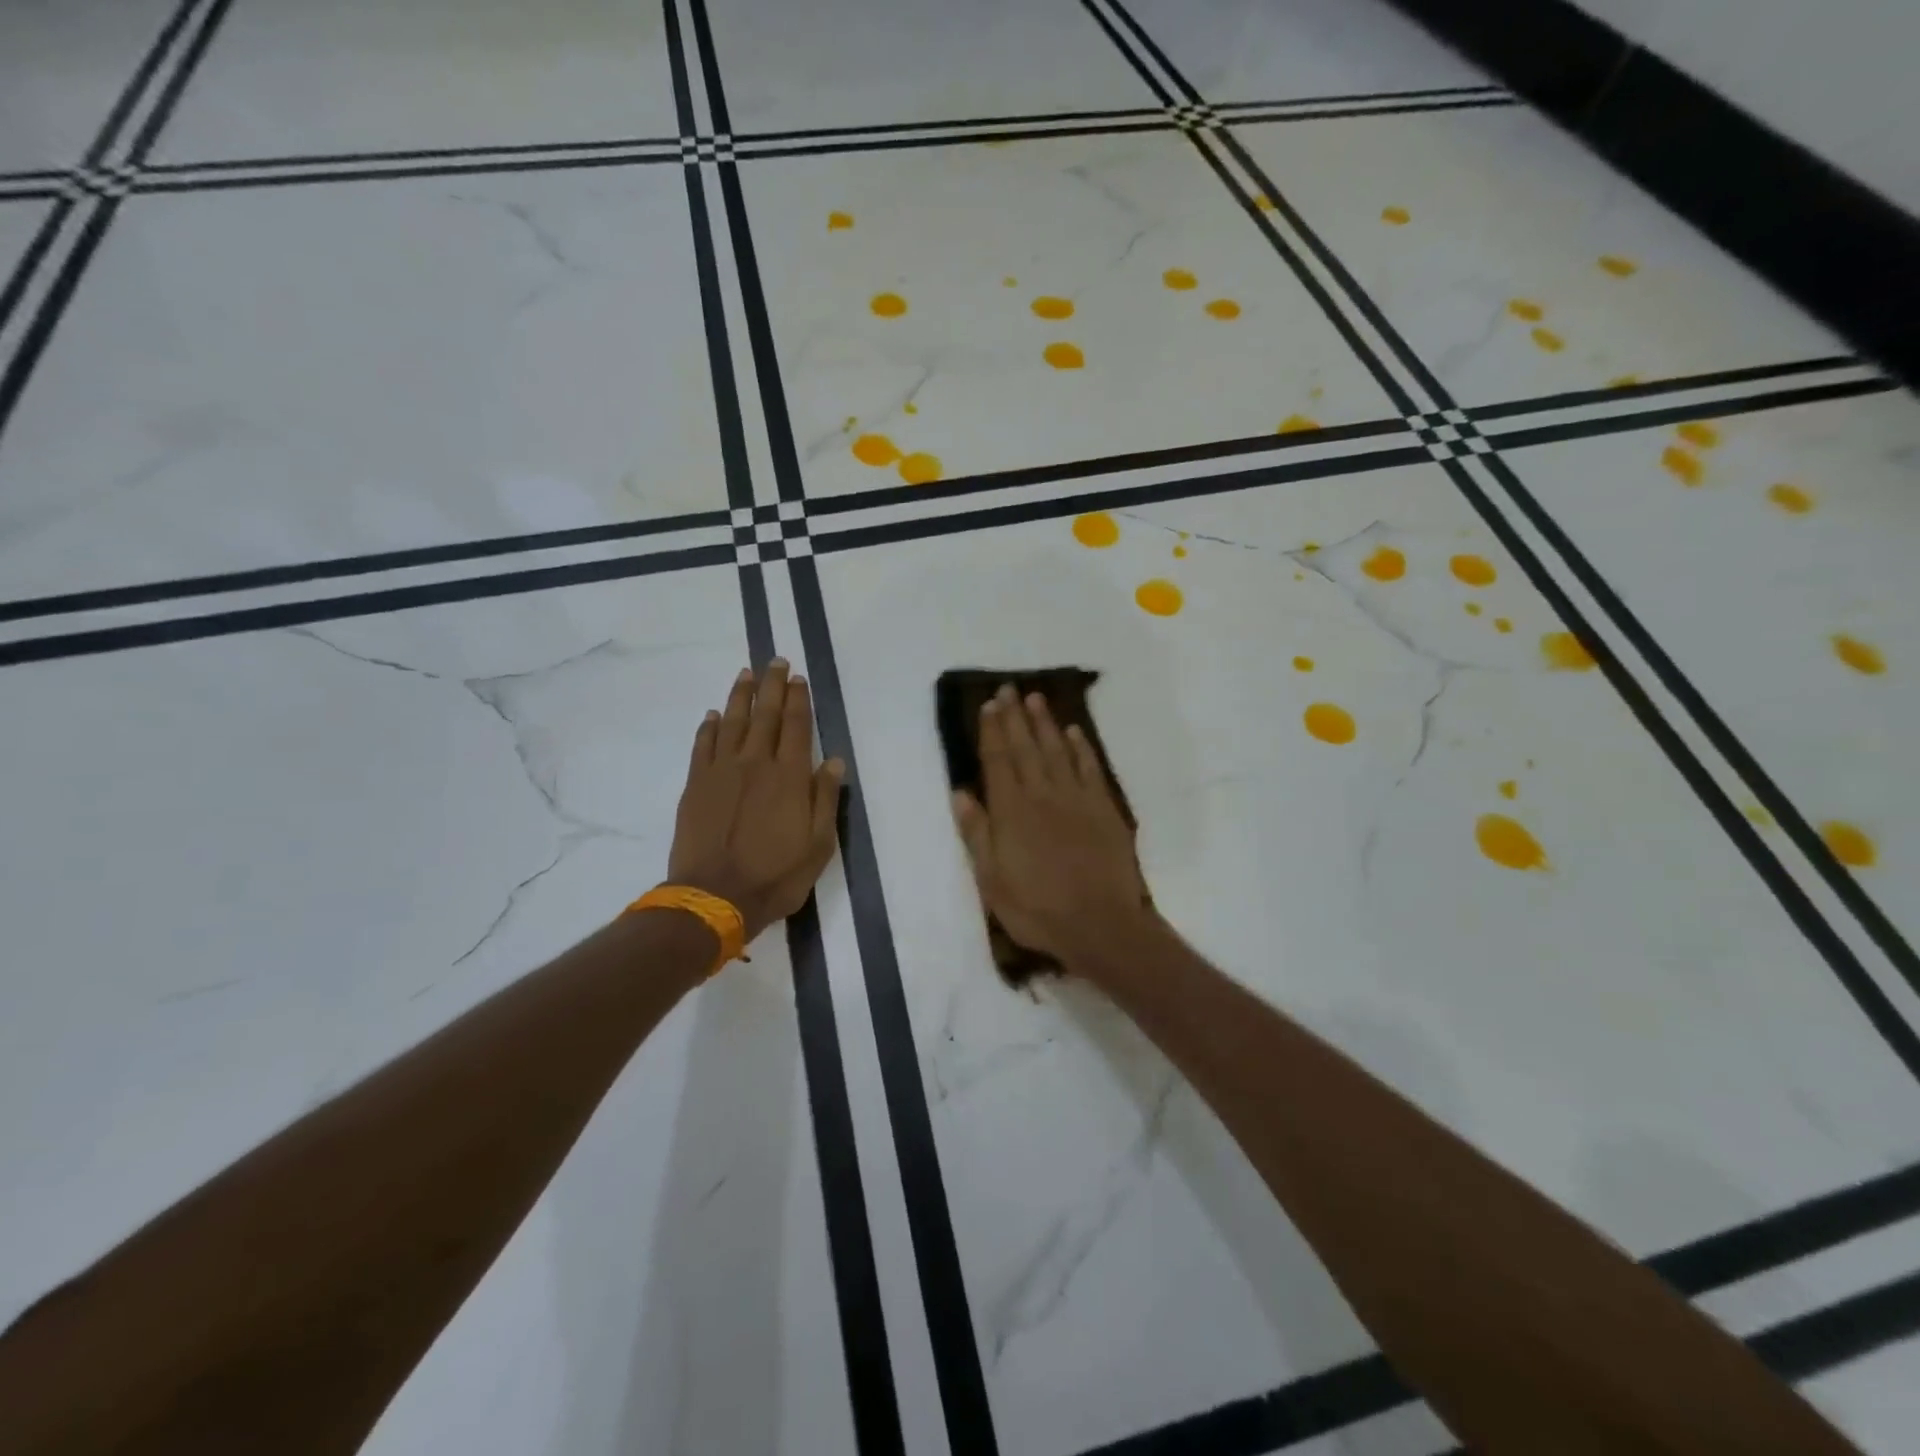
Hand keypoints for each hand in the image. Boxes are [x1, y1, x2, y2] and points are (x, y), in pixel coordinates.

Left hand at [668, 660, 845, 942]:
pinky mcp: (696, 785)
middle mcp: (756, 764)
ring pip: (732, 723)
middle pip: (765, 715)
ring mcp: (722, 772)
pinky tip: (713, 715)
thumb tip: (834, 761)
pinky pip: (703, 746)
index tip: (798, 678)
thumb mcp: (819, 845)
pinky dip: (709, 727)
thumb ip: (825, 799)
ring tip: (746, 674)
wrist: (714, 898)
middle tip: (775, 661)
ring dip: (740, 696)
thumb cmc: (776, 876)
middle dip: (772, 686)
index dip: (798, 699)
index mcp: (790, 777)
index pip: (797, 727)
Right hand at [951, 684, 1151, 972]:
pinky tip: (1074, 732)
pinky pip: (1090, 768)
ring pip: (1058, 750)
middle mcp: (1042, 795)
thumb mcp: (991, 880)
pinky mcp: (1104, 809)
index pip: (998, 760)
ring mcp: (1076, 799)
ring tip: (1036, 698)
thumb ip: (976, 833)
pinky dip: (1081, 748)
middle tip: (1009, 689)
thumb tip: (960, 793)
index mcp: (1011, 811)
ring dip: (1046, 723)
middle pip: (1026, 747)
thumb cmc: (1037, 908)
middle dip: (1015, 716)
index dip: (992, 731)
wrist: (1100, 925)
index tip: (988, 705)